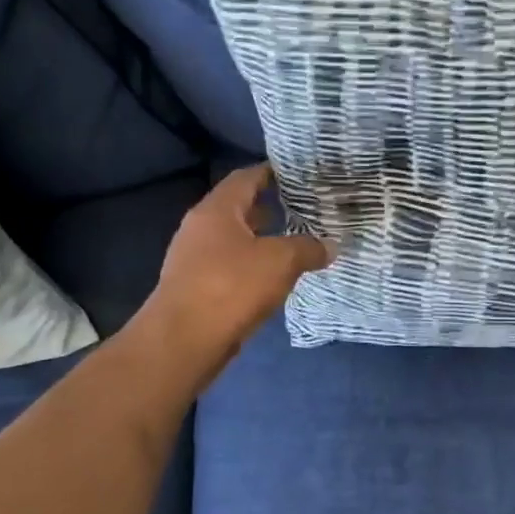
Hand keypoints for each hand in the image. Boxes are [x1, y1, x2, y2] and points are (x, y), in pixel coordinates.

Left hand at [145, 165, 330, 374]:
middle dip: (270, 207)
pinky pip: (230, 266)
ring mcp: (194, 259)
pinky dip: (253, 266)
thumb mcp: (281, 262)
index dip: (271, 172)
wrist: (183, 341)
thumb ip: (308, 248)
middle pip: (239, 208)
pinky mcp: (196, 287)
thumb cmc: (231, 287)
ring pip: (235, 240)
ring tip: (295, 243)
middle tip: (303, 209)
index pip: (245, 178)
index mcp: (217, 210)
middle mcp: (200, 228)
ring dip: (262, 240)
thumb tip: (331, 245)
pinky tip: (274, 277)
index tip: (297, 174)